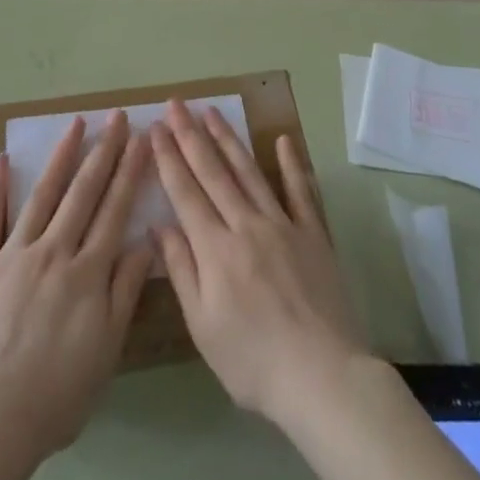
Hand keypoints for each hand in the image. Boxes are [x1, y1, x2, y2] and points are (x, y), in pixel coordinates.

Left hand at [0, 111, 153, 461]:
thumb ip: (124, 293)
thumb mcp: (106, 351)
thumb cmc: (55, 395)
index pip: (115, 210)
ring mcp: (12, 255)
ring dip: (60, 157)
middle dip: (103, 152)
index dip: (129, 173)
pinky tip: (4, 160)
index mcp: (87, 273)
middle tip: (116, 118)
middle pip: (83, 193)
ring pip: (42, 196)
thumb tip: (142, 242)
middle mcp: (53, 252)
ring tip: (76, 124)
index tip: (141, 139)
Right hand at [150, 99, 365, 426]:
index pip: (185, 192)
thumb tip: (158, 225)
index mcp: (215, 248)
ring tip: (212, 111)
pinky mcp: (313, 234)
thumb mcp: (203, 326)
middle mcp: (246, 225)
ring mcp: (283, 224)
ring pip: (250, 172)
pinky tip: (283, 139)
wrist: (322, 376)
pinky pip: (300, 191)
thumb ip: (182, 270)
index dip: (169, 158)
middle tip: (177, 103)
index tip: (157, 127)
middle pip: (214, 172)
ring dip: (229, 139)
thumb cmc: (253, 361)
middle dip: (192, 135)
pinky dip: (291, 164)